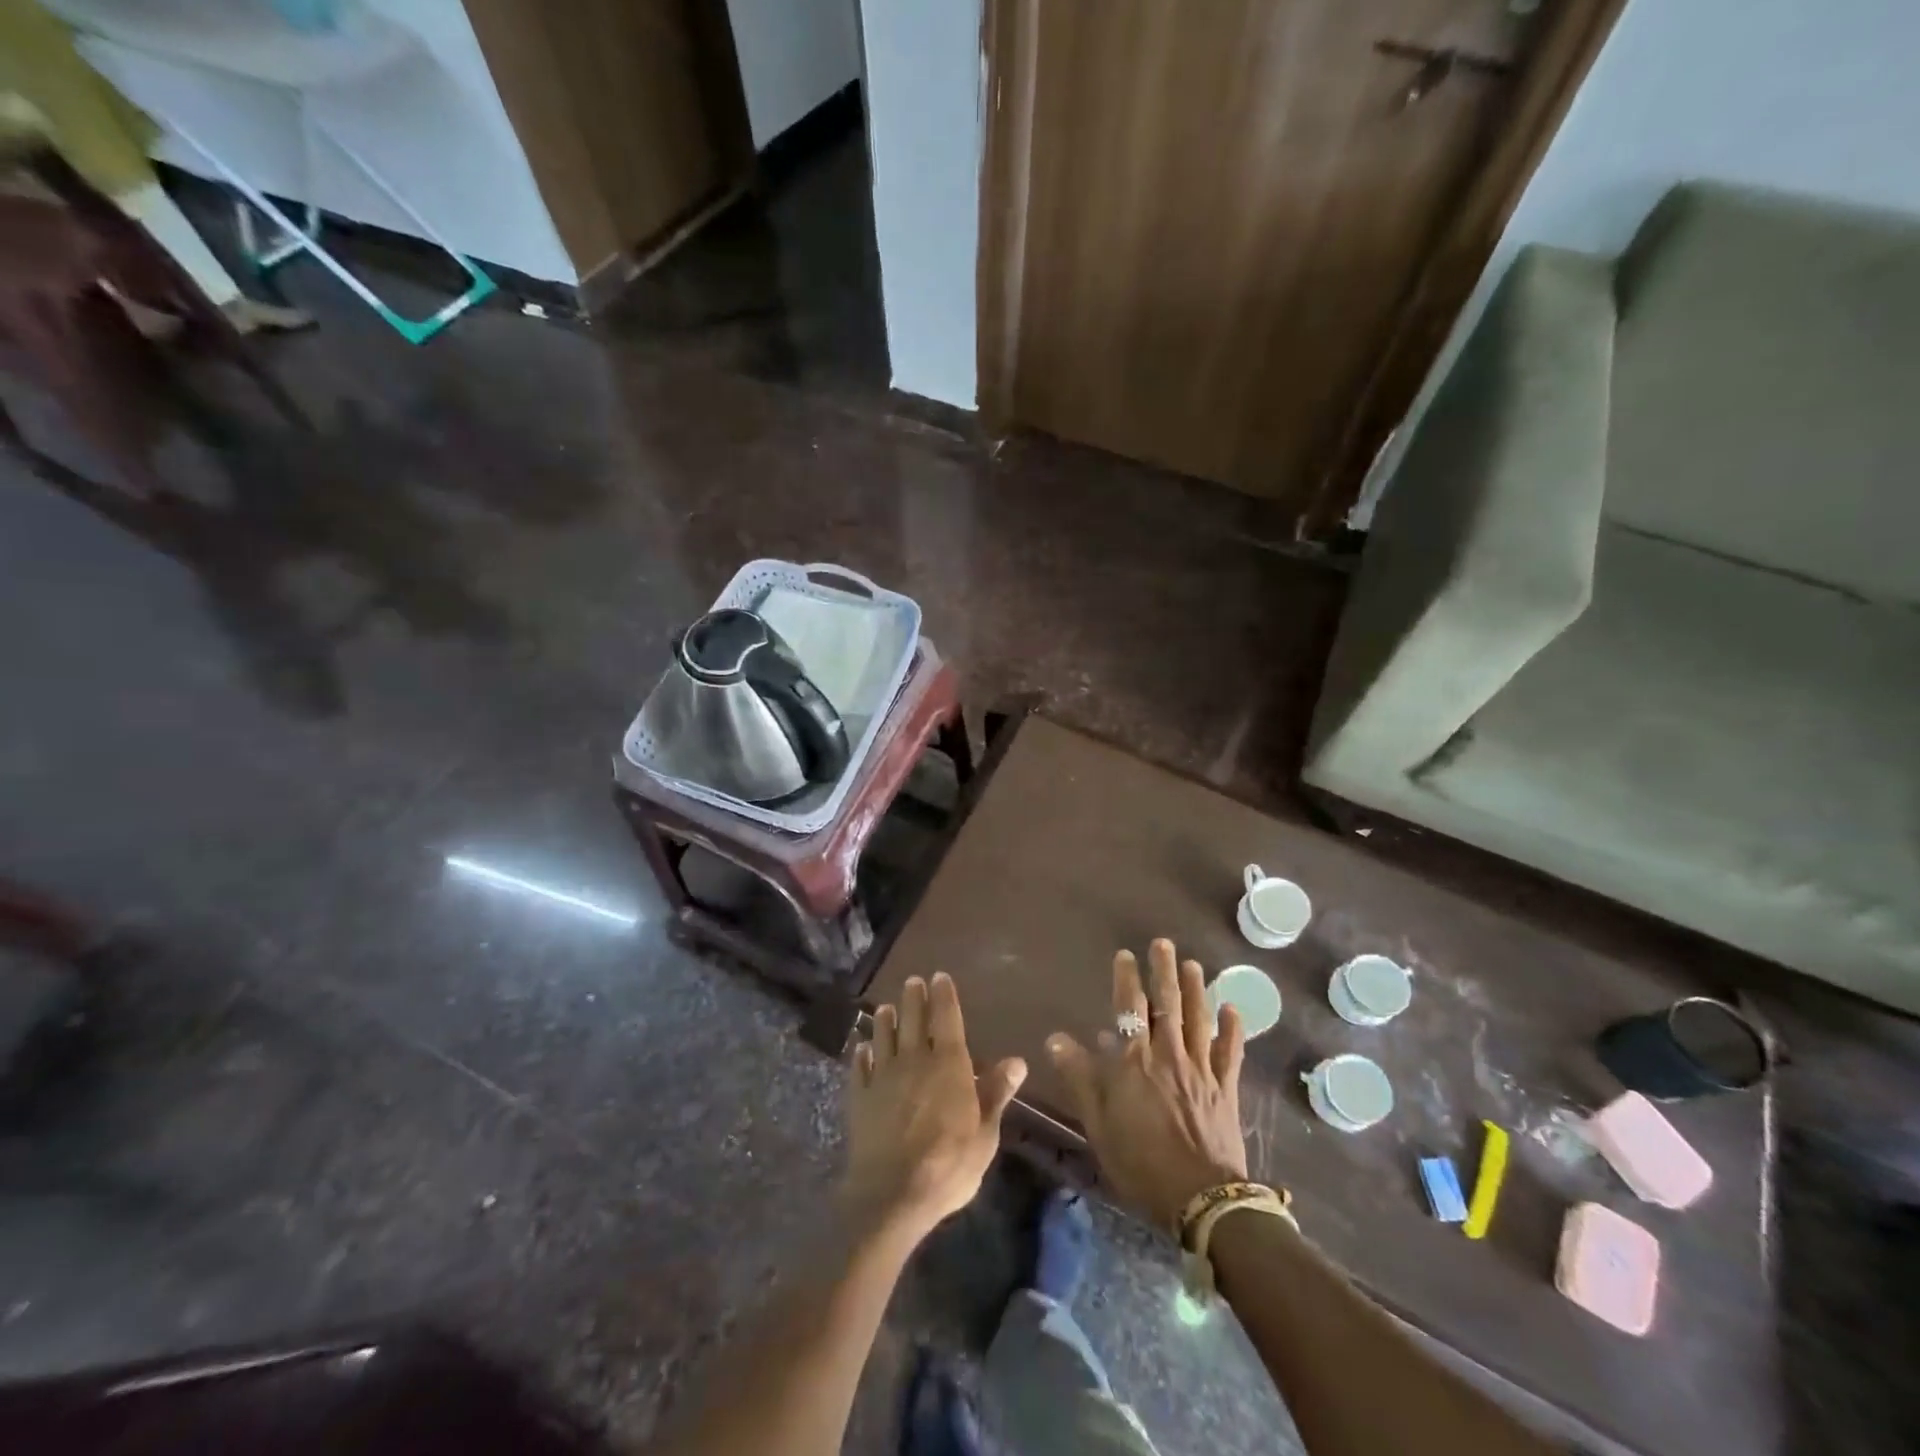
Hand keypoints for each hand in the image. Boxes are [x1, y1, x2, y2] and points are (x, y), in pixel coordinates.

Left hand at [845, 973, 1027, 1240]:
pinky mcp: (860, 1097)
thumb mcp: (985, 1134)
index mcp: (948, 1064)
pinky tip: (862, 1048)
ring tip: (886, 1008)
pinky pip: (860, 1067)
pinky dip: (862, 1054)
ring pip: (884, 1037)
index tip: (939, 976)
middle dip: (914, 998)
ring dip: (885, 1020)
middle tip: (913, 981)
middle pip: (912, 1020)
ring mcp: (883, 1077)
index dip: (943, 996)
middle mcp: (914, 1060)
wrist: (891, 1194)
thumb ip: (996, 1093)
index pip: (946, 1018)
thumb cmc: (948, 1165)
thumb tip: (1017, 1061)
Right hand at [1047, 940, 1248, 1230]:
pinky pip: (1231, 1052)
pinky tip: (1232, 1009)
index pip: (1130, 1009)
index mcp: (1136, 1062)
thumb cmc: (1141, 1162)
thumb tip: (1056, 1039)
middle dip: (1165, 971)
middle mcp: (1170, 1055)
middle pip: (1168, 1004)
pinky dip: (1233, 1029)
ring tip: (1194, 964)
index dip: (1127, 979)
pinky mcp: (1226, 1088)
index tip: (1126, 955)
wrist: (1202, 1199)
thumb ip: (1080, 1078)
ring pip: (1200, 1019)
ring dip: (1197, 989)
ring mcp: (1202, 1070)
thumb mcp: (1098, 1124)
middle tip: (1164, 944)